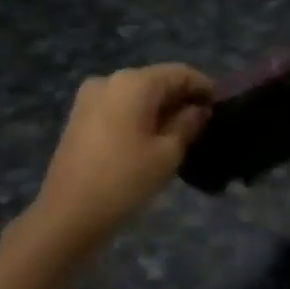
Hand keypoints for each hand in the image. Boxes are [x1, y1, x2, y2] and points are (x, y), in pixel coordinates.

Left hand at [31, 64, 212, 242]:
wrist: (68, 214)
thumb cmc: (125, 181)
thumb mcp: (167, 154)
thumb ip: (188, 124)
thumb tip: (198, 110)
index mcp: (134, 82)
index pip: (180, 73)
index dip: (204, 87)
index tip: (221, 107)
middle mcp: (110, 80)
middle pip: (156, 81)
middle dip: (181, 99)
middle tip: (203, 124)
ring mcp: (90, 97)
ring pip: (136, 95)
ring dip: (160, 109)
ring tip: (180, 135)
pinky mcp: (79, 117)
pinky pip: (119, 107)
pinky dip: (139, 116)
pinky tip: (151, 139)